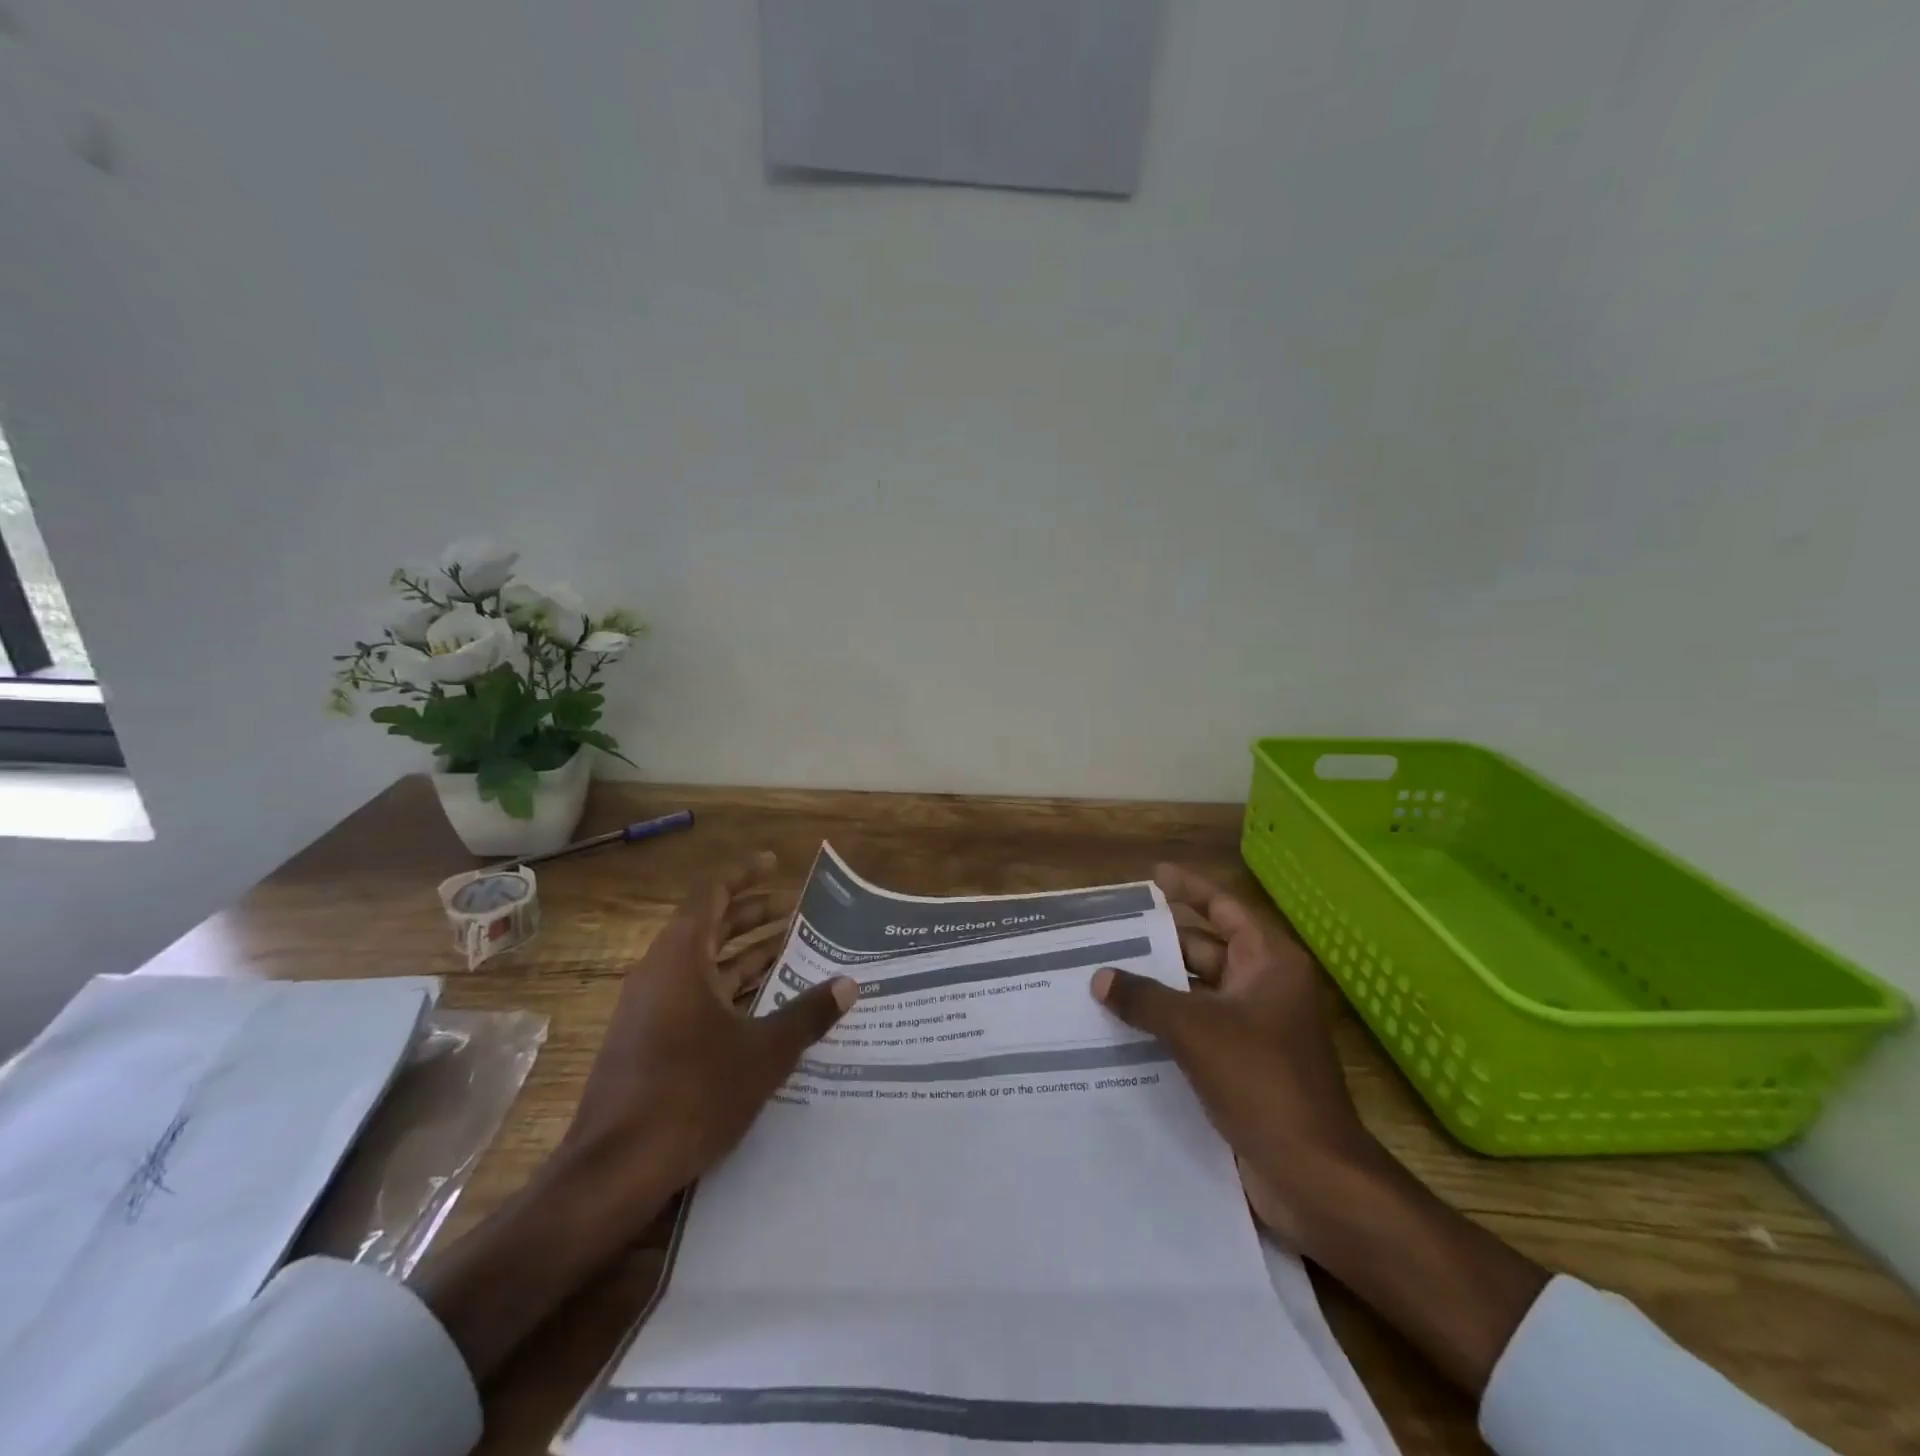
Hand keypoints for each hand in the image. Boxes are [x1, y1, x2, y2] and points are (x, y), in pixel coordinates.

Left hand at [559, 849, 858, 1219]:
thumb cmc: (692, 1094)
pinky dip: (730, 988)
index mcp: (681, 957)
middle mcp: (661, 972)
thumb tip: (849, 984)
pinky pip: (694, 994)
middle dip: (754, 914)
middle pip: (710, 925)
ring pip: (704, 963)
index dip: (744, 874)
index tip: (775, 863)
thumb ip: (807, 1014)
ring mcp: (650, 1008)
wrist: (615, 1170)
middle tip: (797, 911)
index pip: (712, 894)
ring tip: (791, 952)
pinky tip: (764, 1006)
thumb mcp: (763, 1052)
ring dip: (746, 954)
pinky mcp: (648, 1040)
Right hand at [1091, 863, 1546, 1395]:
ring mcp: (1256, 1029)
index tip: (1152, 875)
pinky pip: (1199, 1028)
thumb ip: (1144, 998)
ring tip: (1106, 975)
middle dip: (1161, 941)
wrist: (1313, 1176)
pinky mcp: (1244, 1065)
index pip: (1224, 908)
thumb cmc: (1262, 1081)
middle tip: (1111, 931)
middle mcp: (1265, 988)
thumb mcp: (1195, 1029)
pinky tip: (1124, 1026)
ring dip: (1159, 986)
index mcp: (1269, 964)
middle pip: (1207, 949)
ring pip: (1199, 992)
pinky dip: (1167, 1023)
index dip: (1189, 888)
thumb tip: (1101, 977)